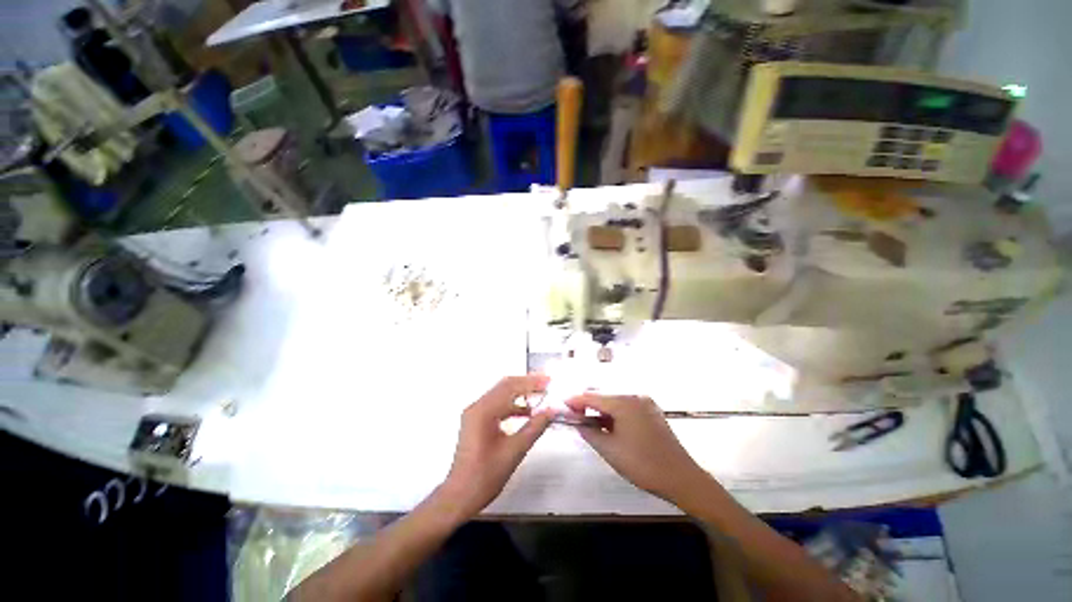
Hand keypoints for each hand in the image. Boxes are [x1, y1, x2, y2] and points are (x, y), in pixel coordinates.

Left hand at [440, 375, 553, 518]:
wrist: (460, 496)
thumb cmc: (485, 476)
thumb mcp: (514, 451)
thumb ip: (534, 427)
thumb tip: (551, 411)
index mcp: (483, 411)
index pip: (510, 387)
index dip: (531, 382)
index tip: (549, 380)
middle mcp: (477, 407)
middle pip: (505, 386)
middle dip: (527, 383)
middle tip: (546, 383)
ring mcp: (475, 413)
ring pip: (501, 394)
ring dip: (520, 393)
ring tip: (540, 395)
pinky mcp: (476, 421)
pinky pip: (497, 405)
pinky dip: (513, 405)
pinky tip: (527, 413)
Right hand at [566, 394, 711, 506]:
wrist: (681, 477)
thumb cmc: (642, 464)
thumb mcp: (610, 450)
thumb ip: (590, 433)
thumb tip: (578, 423)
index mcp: (624, 402)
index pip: (593, 397)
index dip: (576, 400)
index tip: (563, 405)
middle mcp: (635, 396)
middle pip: (604, 396)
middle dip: (588, 404)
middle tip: (575, 417)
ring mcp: (645, 403)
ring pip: (616, 401)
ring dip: (601, 410)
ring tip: (589, 422)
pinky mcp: (651, 411)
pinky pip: (627, 407)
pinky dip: (615, 413)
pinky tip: (608, 425)